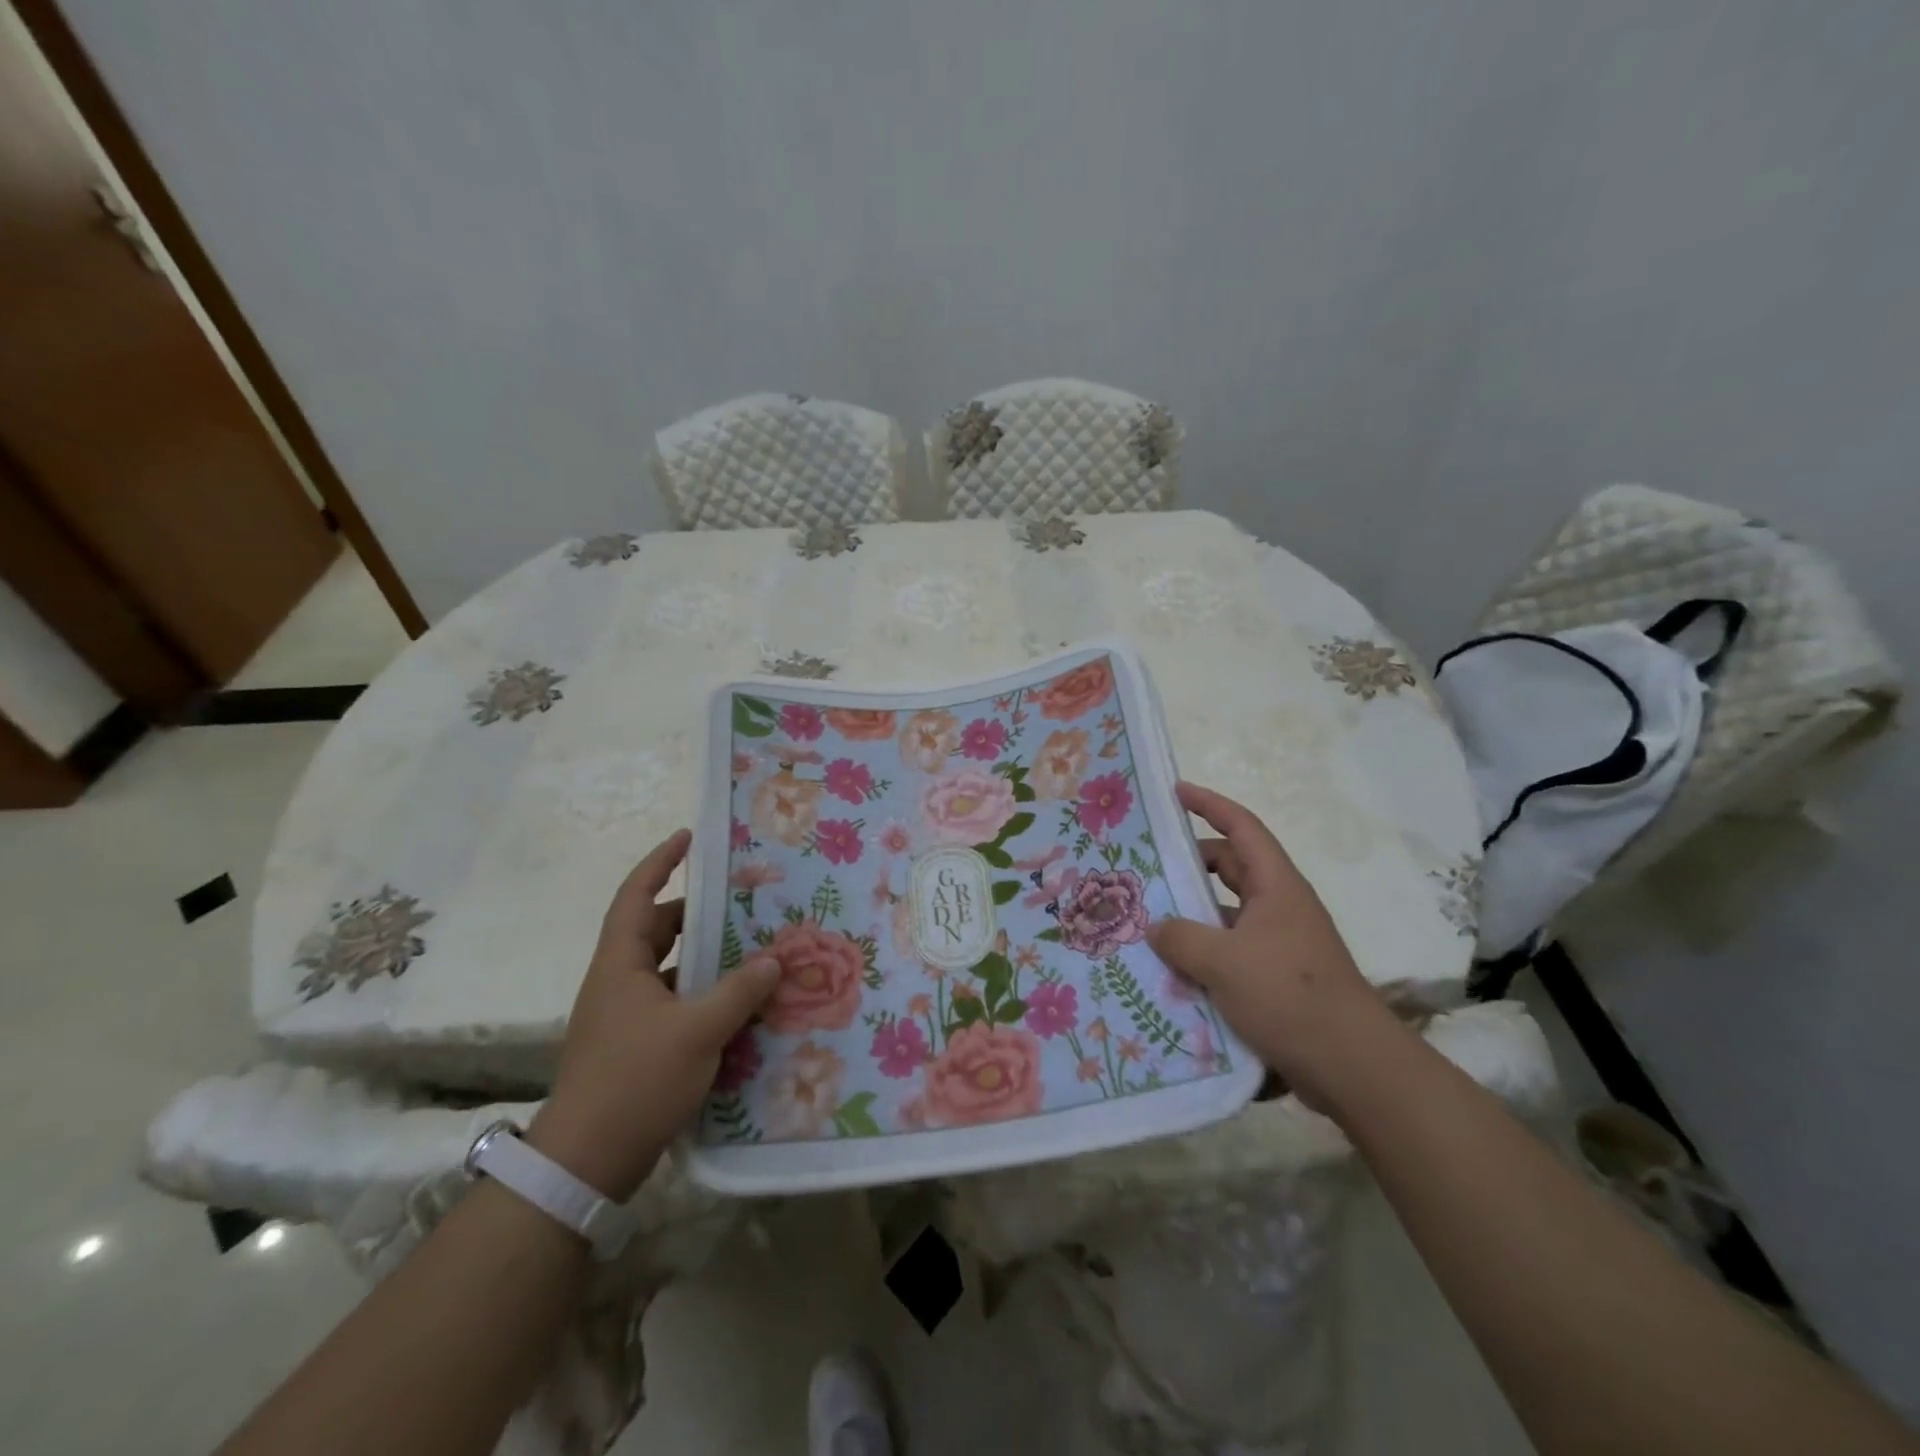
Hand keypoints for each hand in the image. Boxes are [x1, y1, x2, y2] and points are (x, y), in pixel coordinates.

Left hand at [527, 829, 780, 1200]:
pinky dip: (702, 994)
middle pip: (656, 931)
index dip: (660, 863)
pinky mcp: (636, 1046)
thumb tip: (773, 960)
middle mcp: (618, 982)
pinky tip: (737, 1003)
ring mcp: (625, 1016)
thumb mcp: (698, 1031)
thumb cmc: (636, 1081)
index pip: (636, 897)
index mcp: (620, 965)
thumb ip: (738, 991)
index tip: (688, 837)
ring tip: (749, 947)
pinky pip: (674, 1002)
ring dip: (703, 957)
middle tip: (739, 900)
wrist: (586, 1163)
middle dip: (695, 913)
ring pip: (668, 969)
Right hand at [1148, 782, 1400, 1110]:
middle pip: (1230, 868)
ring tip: (1148, 919)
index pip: (1241, 827)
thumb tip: (1157, 928)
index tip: (1175, 792)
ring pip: (1226, 913)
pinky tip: (1171, 970)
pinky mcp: (1275, 979)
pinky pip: (1230, 950)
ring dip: (1193, 914)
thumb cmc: (1289, 996)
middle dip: (1191, 863)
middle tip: (1147, 866)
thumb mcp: (1224, 962)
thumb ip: (1181, 938)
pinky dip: (1203, 952)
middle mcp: (1279, 907)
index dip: (1209, 804)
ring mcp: (1279, 944)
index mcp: (1276, 887)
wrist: (1352, 1067)